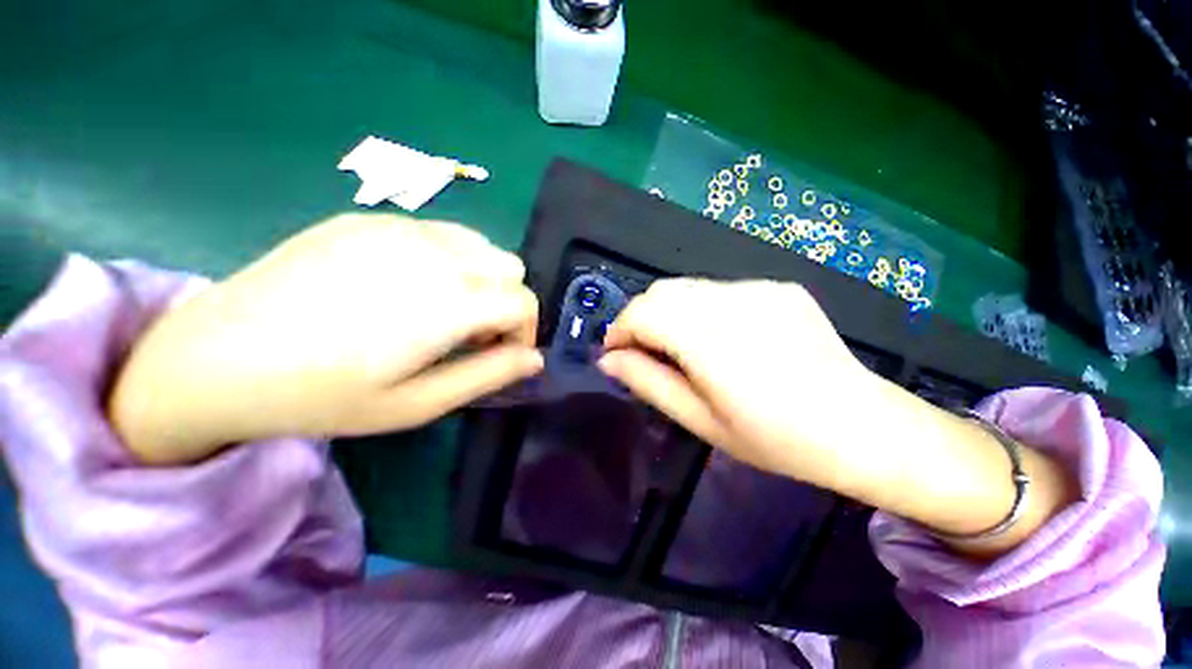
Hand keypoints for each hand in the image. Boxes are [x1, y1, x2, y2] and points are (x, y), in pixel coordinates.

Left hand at [110, 214, 542, 464]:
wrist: (218, 356)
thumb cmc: (324, 395)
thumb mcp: (419, 403)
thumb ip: (488, 375)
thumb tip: (535, 359)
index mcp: (448, 302)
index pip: (524, 301)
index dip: (525, 331)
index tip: (501, 353)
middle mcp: (434, 254)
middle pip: (510, 267)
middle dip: (506, 302)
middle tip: (470, 334)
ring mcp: (399, 227)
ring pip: (481, 244)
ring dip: (482, 277)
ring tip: (444, 308)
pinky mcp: (369, 217)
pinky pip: (440, 231)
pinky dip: (449, 258)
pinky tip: (408, 285)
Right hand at [598, 279, 885, 493]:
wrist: (860, 426)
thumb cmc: (775, 438)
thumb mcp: (699, 420)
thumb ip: (647, 382)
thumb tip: (608, 360)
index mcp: (709, 338)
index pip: (642, 312)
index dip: (619, 331)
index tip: (616, 355)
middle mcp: (731, 301)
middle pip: (661, 291)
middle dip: (640, 319)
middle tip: (643, 353)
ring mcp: (758, 289)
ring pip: (687, 287)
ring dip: (668, 312)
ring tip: (679, 347)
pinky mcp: (777, 287)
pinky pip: (719, 290)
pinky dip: (700, 309)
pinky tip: (721, 338)